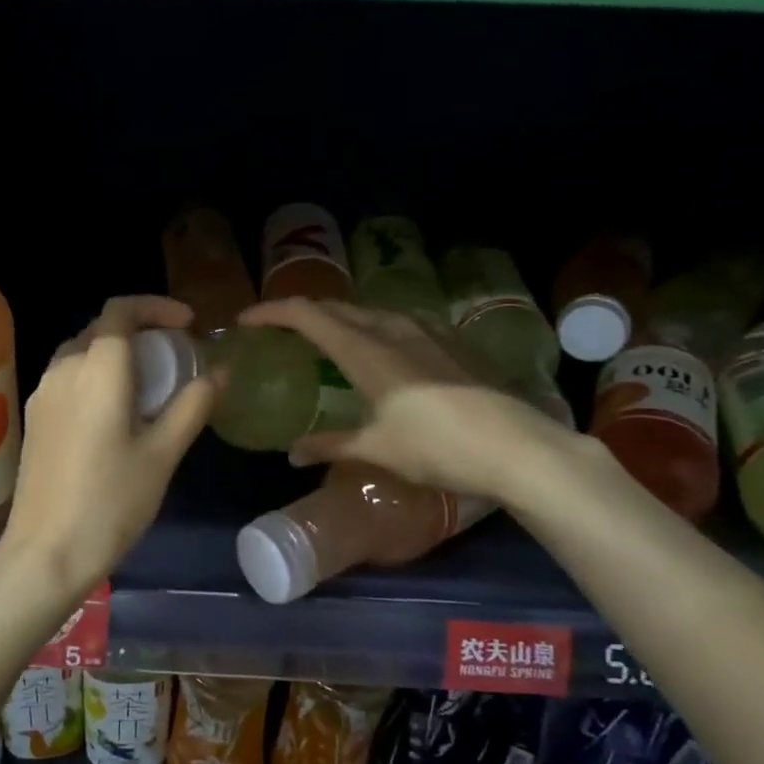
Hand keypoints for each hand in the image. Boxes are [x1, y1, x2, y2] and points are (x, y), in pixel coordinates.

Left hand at [0, 296, 216, 597]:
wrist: (45, 554)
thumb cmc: (111, 502)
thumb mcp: (163, 454)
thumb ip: (193, 405)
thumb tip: (219, 371)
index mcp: (96, 369)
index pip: (121, 310)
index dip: (156, 307)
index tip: (188, 325)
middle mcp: (63, 370)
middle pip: (101, 329)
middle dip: (140, 331)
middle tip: (175, 356)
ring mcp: (42, 394)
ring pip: (81, 353)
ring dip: (116, 355)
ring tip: (149, 385)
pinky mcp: (35, 419)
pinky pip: (68, 378)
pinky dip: (96, 376)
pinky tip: (116, 412)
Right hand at [238, 298, 578, 504]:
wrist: (516, 447)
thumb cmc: (437, 448)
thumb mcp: (377, 450)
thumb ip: (331, 446)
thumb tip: (293, 455)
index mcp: (366, 351)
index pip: (308, 315)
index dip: (272, 312)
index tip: (246, 321)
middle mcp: (393, 330)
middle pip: (338, 308)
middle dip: (303, 313)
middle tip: (281, 330)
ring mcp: (427, 332)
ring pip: (371, 312)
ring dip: (341, 318)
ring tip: (327, 338)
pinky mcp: (451, 343)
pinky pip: (399, 322)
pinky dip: (374, 327)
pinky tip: (383, 349)